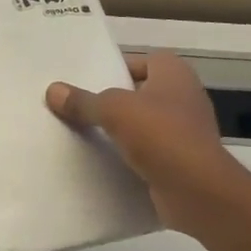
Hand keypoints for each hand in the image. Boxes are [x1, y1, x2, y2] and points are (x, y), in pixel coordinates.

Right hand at [47, 51, 244, 235]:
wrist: (197, 191)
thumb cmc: (160, 135)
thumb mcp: (113, 110)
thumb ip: (83, 101)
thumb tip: (53, 90)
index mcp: (175, 74)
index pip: (144, 60)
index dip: (118, 68)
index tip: (88, 81)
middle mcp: (185, 98)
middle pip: (141, 93)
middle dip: (114, 100)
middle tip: (79, 106)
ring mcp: (186, 132)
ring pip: (144, 124)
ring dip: (121, 130)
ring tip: (84, 133)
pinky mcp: (181, 161)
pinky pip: (149, 152)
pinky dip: (130, 156)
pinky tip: (103, 162)